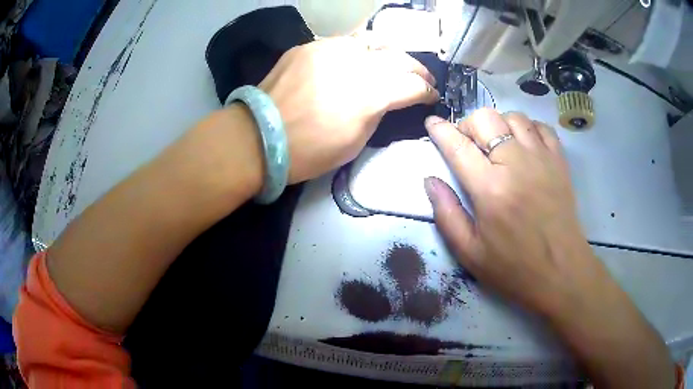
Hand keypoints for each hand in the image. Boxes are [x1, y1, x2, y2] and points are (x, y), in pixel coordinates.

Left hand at [259, 36, 438, 183]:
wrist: (258, 137)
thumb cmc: (307, 152)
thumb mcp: (354, 143)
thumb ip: (377, 113)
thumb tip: (386, 98)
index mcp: (370, 95)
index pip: (412, 85)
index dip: (427, 92)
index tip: (431, 96)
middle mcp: (355, 64)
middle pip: (399, 57)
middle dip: (417, 69)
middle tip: (422, 78)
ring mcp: (330, 49)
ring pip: (373, 40)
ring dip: (390, 52)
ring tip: (394, 61)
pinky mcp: (310, 46)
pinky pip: (343, 42)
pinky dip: (359, 50)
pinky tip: (358, 59)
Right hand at [423, 108, 608, 316]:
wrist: (562, 273)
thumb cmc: (514, 268)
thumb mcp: (470, 254)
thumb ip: (446, 215)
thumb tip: (430, 181)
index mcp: (490, 189)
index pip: (458, 146)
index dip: (440, 130)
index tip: (431, 122)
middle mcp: (516, 164)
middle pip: (485, 119)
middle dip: (468, 125)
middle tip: (467, 144)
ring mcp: (542, 159)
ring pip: (513, 116)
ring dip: (498, 124)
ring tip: (496, 144)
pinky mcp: (559, 162)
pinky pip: (541, 127)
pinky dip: (528, 127)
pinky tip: (523, 144)